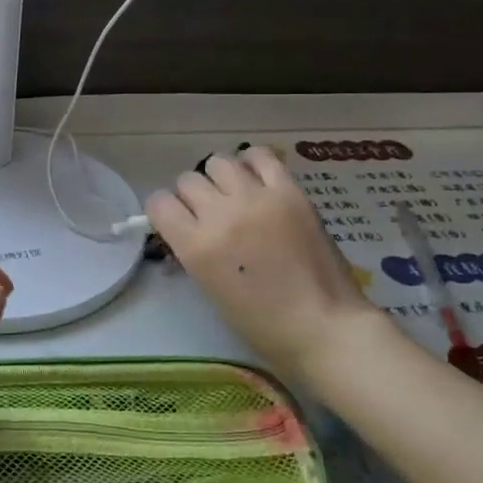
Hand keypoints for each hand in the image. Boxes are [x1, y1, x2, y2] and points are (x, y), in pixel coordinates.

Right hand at [146, 148, 381, 375]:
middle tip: (209, 215)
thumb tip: (187, 234)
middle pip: (188, 181)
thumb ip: (194, 254)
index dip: (164, 212)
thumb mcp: (212, 291)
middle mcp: (221, 214)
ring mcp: (256, 198)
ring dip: (219, 179)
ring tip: (234, 195)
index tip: (175, 222)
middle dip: (192, 197)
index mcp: (197, 246)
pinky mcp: (289, 191)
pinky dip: (252, 163)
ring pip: (218, 162)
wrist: (323, 326)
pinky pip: (260, 156)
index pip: (159, 203)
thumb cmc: (263, 325)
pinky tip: (256, 180)